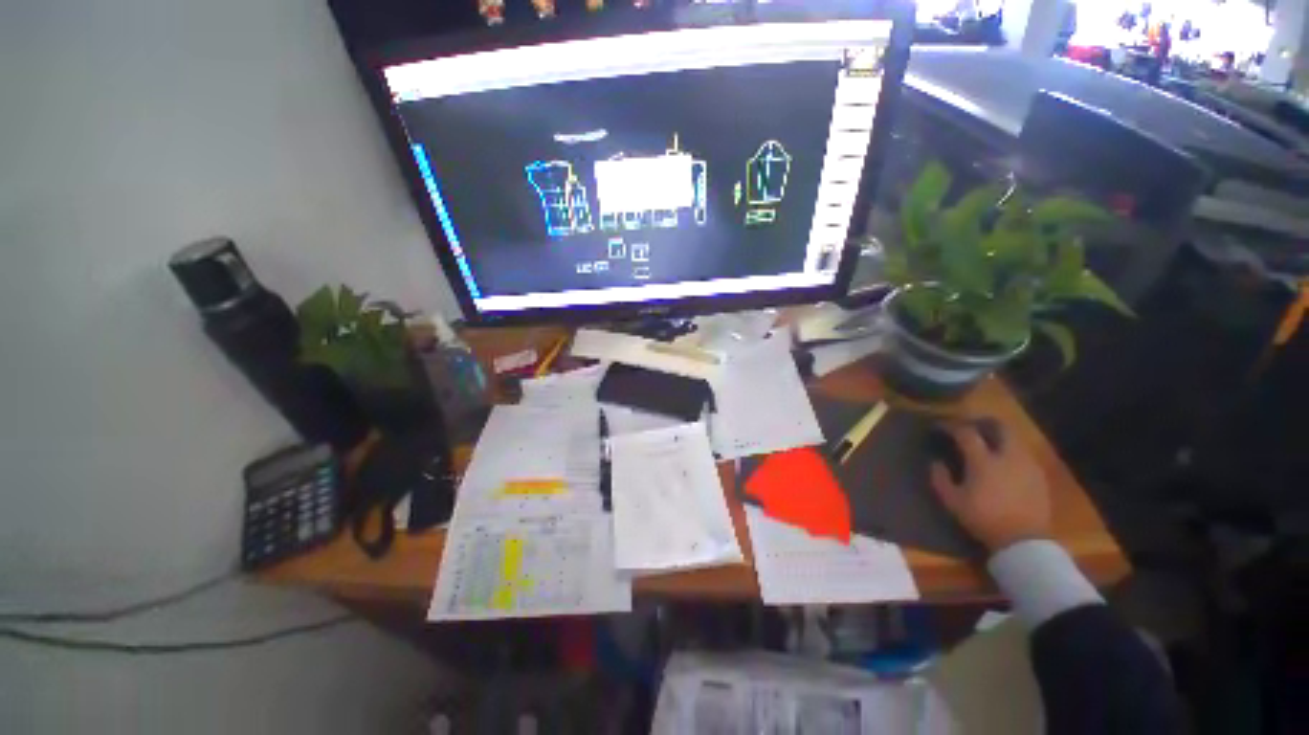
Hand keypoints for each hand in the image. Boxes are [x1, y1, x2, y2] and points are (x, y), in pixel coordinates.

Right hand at [930, 421, 1050, 552]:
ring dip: (1000, 438)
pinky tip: (1004, 464)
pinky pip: (1024, 455)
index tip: (941, 426)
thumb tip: (937, 462)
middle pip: (1000, 428)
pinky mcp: (1039, 477)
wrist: (1024, 541)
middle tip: (971, 427)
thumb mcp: (952, 502)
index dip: (952, 426)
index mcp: (983, 461)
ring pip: (1015, 440)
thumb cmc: (984, 519)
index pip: (966, 433)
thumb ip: (940, 479)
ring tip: (988, 444)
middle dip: (984, 423)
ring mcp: (1027, 465)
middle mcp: (1008, 457)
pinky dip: (1011, 453)